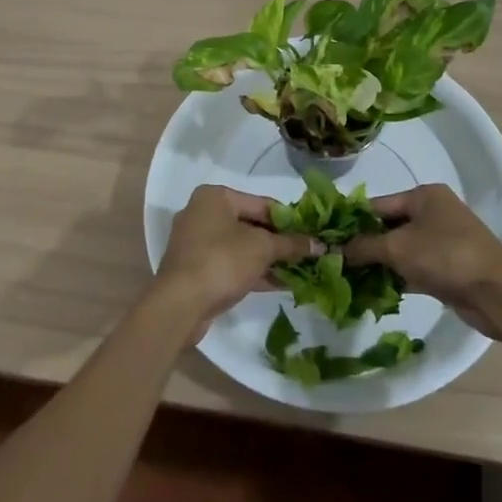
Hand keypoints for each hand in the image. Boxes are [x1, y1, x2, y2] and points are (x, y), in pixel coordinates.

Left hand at [155, 184, 320, 334]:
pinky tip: (282, 283)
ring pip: (242, 247)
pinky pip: (232, 265)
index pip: (262, 203)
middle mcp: (203, 214)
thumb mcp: (262, 248)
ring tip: (301, 270)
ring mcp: (197, 243)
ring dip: (270, 259)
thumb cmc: (222, 260)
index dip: (290, 219)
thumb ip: (292, 244)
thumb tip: (321, 245)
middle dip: (280, 242)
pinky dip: (254, 272)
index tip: (312, 233)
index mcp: (215, 197)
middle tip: (308, 253)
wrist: (180, 304)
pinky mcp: (197, 270)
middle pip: (252, 225)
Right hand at [343, 183, 501, 337]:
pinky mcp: (450, 265)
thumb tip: (334, 249)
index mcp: (424, 195)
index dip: (353, 221)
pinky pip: (415, 266)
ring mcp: (444, 239)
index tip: (328, 237)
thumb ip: (364, 246)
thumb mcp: (398, 248)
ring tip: (351, 279)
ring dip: (381, 263)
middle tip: (337, 262)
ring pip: (402, 248)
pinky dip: (398, 276)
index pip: (378, 204)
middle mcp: (435, 211)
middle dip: (366, 245)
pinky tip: (376, 291)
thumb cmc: (445, 256)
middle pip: (390, 225)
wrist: (497, 293)